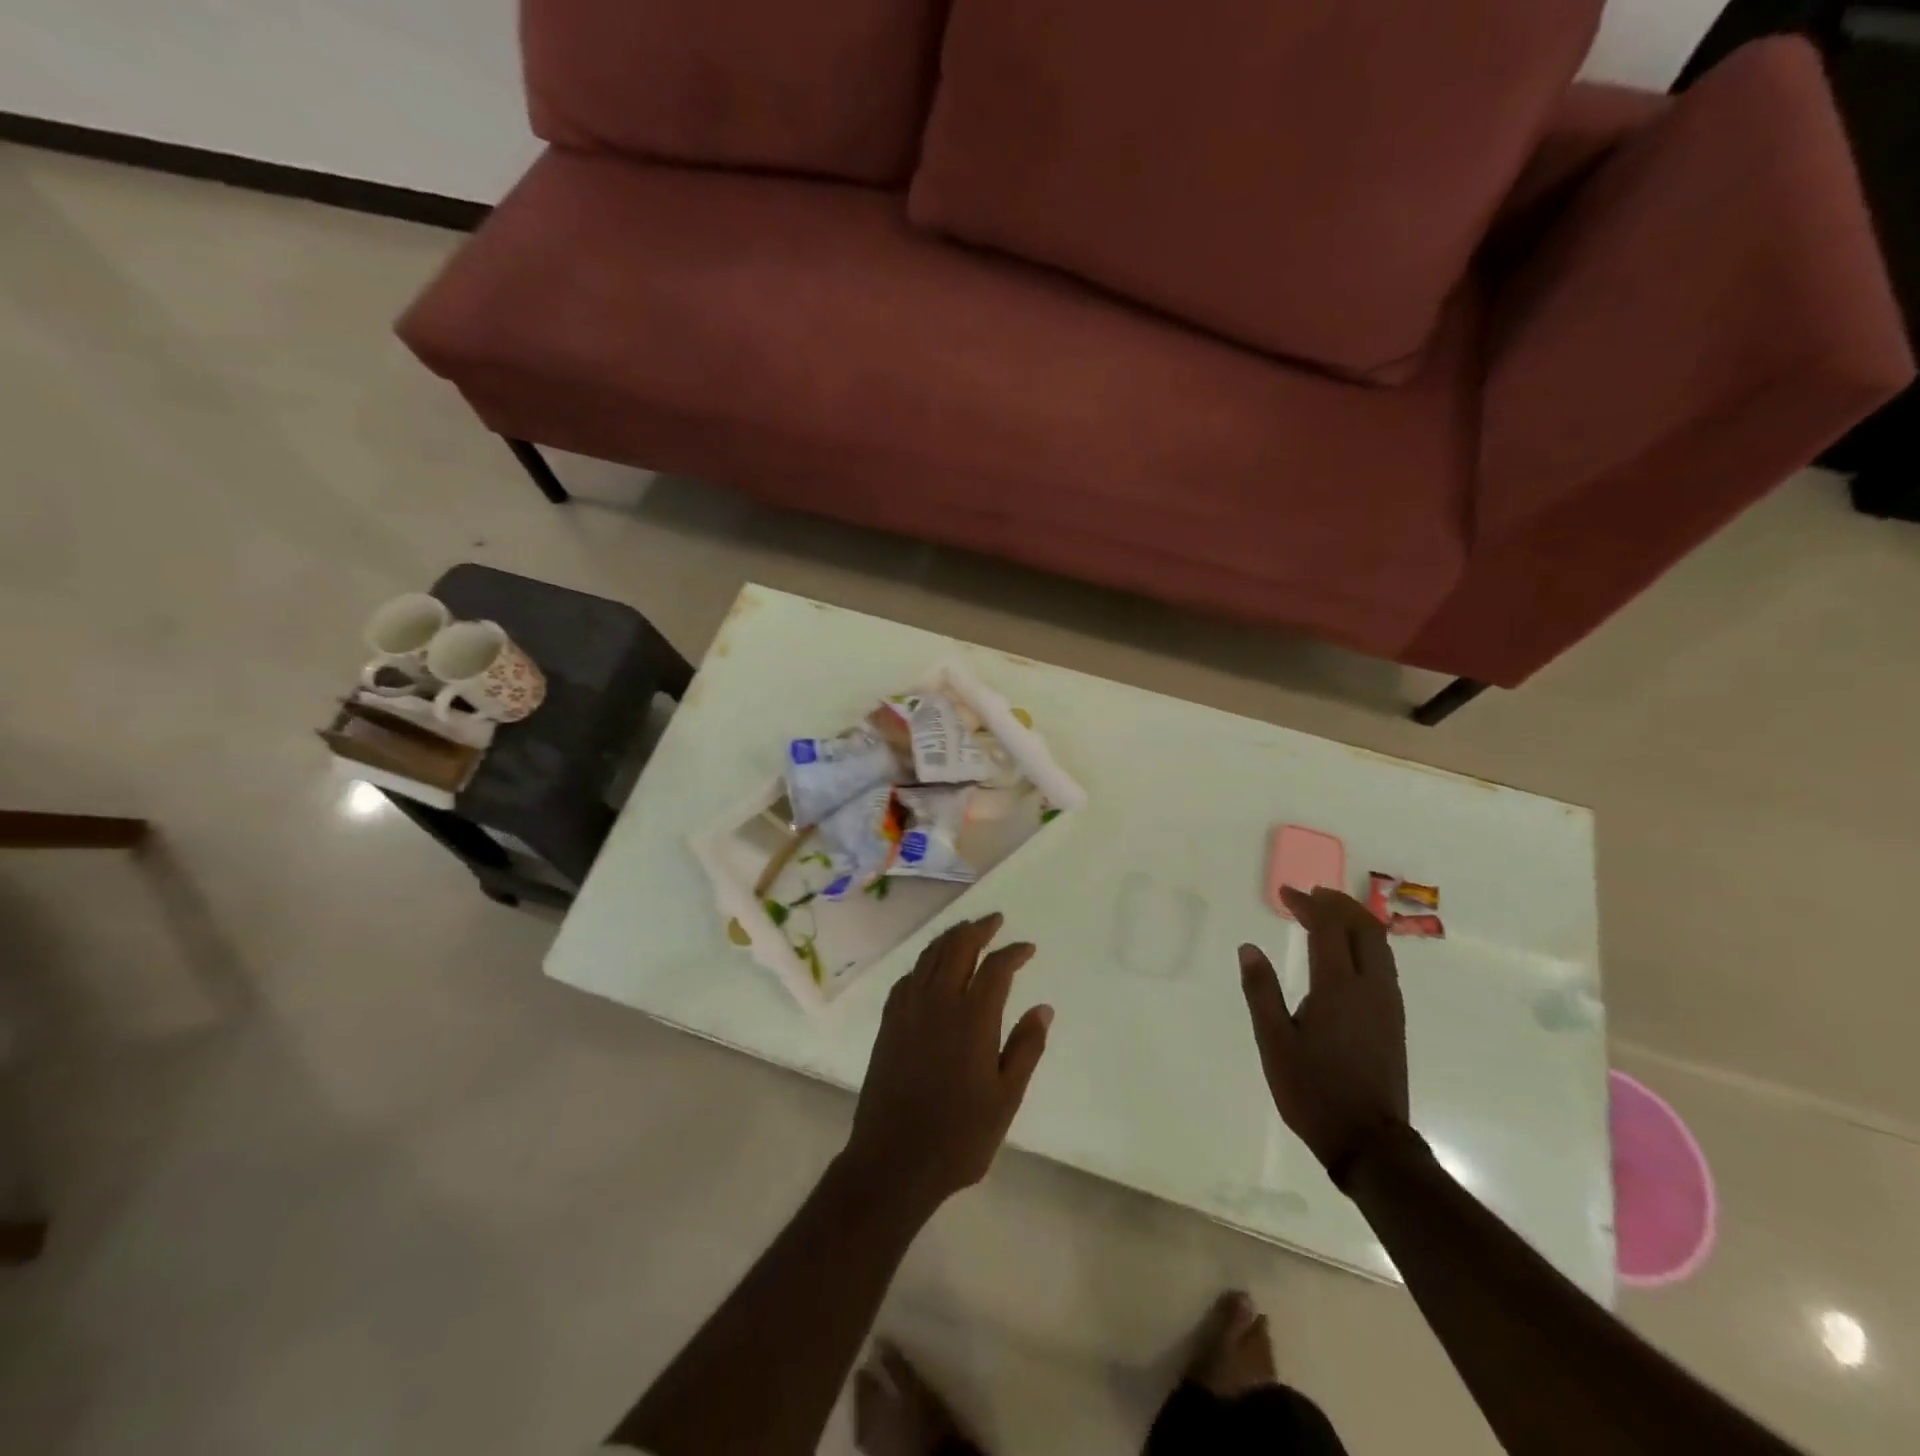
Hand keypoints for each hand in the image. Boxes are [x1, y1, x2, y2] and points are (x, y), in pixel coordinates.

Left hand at [844, 914, 1052, 1214]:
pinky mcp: (889, 1023)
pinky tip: (930, 970)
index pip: (996, 967)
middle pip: (958, 947)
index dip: (1013, 952)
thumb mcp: (1005, 1098)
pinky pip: (908, 978)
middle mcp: (938, 1002)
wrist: (893, 1160)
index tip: (1027, 948)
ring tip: (966, 932)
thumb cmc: (959, 1136)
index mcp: (972, 1018)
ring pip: (929, 956)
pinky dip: (924, 963)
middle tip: (995, 921)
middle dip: (978, 928)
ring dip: (950, 938)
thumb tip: (1043, 1008)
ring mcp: (908, 1010)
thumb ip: (1025, 1048)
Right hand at [1239, 887, 1408, 1181]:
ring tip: (1328, 914)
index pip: (1329, 928)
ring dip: (1355, 921)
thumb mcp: (1273, 1041)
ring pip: (1380, 945)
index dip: (1308, 904)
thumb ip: (1261, 991)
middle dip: (1338, 904)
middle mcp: (1371, 988)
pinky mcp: (1393, 1021)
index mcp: (1338, 988)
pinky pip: (1384, 964)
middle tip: (1310, 895)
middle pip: (1364, 928)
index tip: (1286, 893)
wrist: (1369, 1143)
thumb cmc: (1313, 1090)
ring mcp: (1388, 1005)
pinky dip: (1365, 943)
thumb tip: (1249, 949)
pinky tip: (1346, 953)